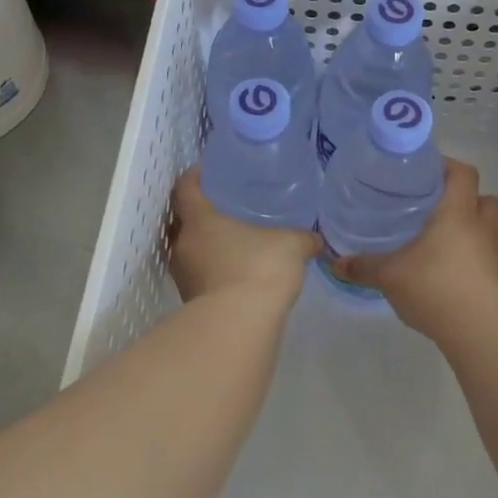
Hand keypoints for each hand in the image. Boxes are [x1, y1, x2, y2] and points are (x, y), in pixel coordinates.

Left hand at [166, 167, 317, 310]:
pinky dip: (212, 270)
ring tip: (231, 241)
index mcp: (200, 220)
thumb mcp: (291, 245)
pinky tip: (235, 272)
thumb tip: (316, 240)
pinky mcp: (190, 302)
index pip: (185, 188)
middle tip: (221, 206)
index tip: (205, 170)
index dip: (193, 176)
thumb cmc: (259, 269)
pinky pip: (198, 275)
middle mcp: (183, 245)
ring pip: (188, 250)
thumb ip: (303, 238)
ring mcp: (183, 276)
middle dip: (197, 213)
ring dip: (204, 245)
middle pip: (181, 220)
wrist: (240, 326)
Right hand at [337, 160, 497, 341]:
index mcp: (458, 212)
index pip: (463, 173)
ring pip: (487, 228)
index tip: (425, 171)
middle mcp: (482, 226)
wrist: (479, 332)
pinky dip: (473, 259)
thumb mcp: (390, 276)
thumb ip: (364, 266)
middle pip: (484, 198)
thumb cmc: (435, 288)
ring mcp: (496, 254)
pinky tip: (450, 274)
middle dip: (464, 199)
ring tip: (441, 243)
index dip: (448, 166)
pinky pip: (487, 258)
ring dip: (470, 230)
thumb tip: (336, 262)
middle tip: (435, 207)